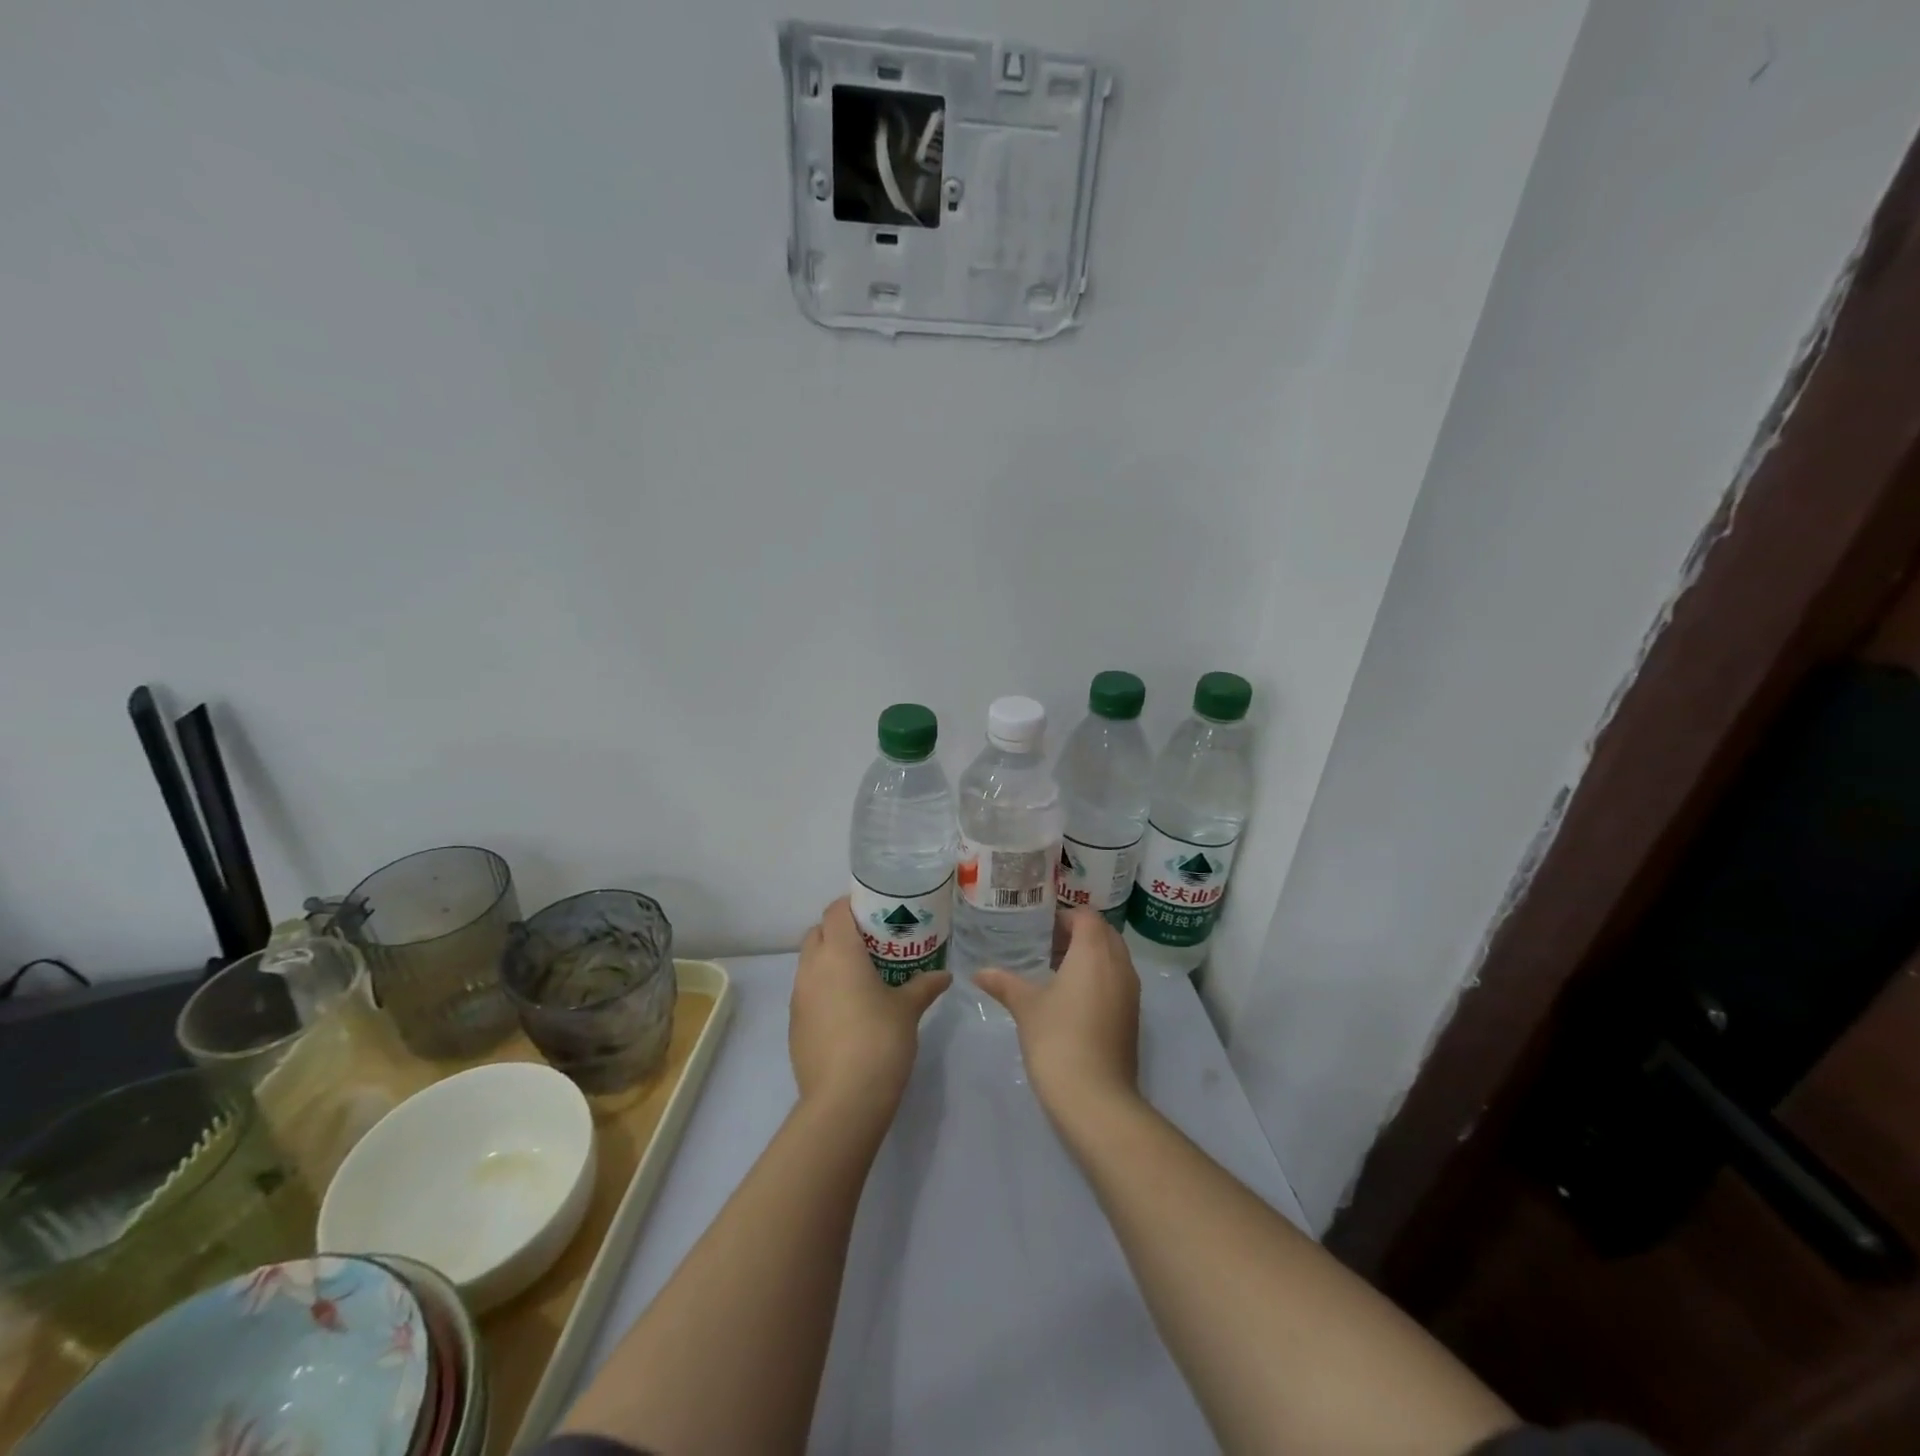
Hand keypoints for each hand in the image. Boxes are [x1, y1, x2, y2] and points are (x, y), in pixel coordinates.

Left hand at [790, 898, 950, 1114]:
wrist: (844, 1100)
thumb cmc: (879, 1040)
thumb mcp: (908, 1009)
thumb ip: (924, 986)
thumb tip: (944, 975)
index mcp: (839, 952)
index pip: (835, 911)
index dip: (851, 906)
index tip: (875, 913)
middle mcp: (812, 967)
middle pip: (818, 933)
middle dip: (839, 932)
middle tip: (870, 944)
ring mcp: (798, 997)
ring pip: (809, 963)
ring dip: (829, 961)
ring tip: (861, 977)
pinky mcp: (794, 1025)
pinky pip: (807, 993)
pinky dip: (823, 990)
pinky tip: (848, 1011)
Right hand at [976, 909, 1140, 1120]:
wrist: (1096, 1098)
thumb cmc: (1058, 1039)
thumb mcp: (1026, 1006)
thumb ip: (1004, 983)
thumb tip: (979, 972)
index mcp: (1094, 952)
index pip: (1086, 916)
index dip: (1064, 917)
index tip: (1039, 929)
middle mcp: (1119, 965)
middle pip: (1104, 933)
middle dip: (1078, 934)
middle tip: (1045, 945)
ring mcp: (1130, 992)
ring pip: (1113, 958)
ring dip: (1090, 956)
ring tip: (1055, 970)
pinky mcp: (1132, 1016)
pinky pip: (1117, 981)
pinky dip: (1099, 978)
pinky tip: (1071, 998)